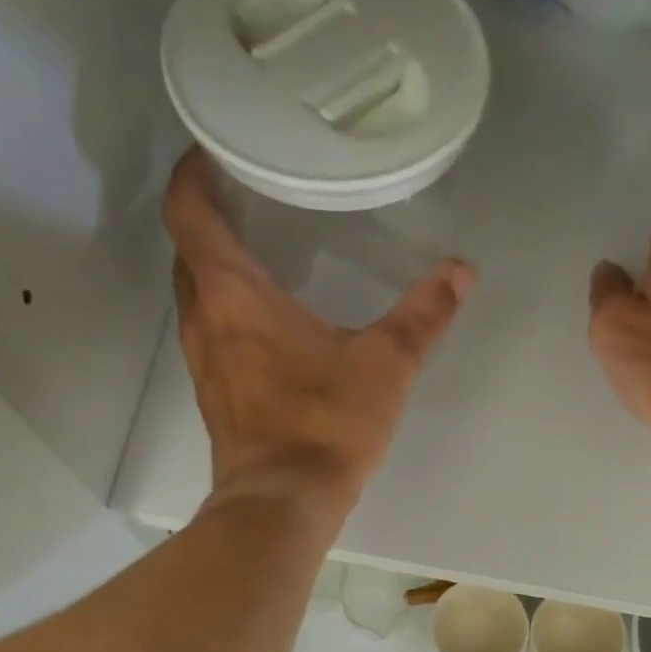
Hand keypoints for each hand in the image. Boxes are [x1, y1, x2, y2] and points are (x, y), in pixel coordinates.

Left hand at [164, 147, 475, 523]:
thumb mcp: (386, 364)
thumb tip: (462, 271)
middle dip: (209, 221)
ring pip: (196, 298)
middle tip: (250, 202)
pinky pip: (210, 337)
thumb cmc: (327, 424)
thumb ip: (424, 314)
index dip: (192, 173)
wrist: (284, 502)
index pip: (188, 210)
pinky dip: (227, 316)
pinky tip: (265, 328)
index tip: (213, 149)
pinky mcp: (215, 399)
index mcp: (233, 293)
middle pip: (188, 252)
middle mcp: (204, 320)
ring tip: (260, 258)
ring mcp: (203, 364)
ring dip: (217, 273)